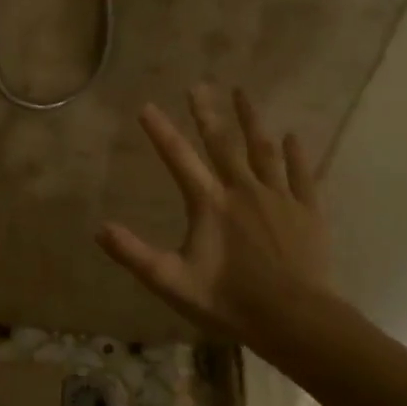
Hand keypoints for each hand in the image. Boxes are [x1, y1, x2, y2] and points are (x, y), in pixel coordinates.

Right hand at [99, 86, 329, 345]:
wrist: (294, 319)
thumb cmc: (230, 301)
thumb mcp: (172, 282)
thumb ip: (134, 254)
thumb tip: (99, 229)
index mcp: (210, 204)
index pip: (179, 159)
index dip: (161, 132)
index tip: (147, 106)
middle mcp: (244, 190)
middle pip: (222, 143)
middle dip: (207, 113)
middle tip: (199, 86)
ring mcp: (279, 197)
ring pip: (263, 149)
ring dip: (251, 120)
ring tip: (242, 93)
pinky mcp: (307, 211)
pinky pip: (301, 174)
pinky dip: (296, 153)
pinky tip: (293, 135)